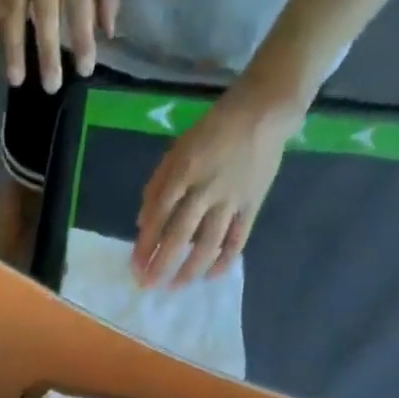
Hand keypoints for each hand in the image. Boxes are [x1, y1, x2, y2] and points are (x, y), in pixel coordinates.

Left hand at [133, 86, 303, 287]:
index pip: (158, 216)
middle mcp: (206, 189)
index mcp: (183, 172)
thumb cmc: (213, 130)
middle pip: (180, 235)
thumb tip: (141, 225)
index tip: (135, 267)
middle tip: (149, 285)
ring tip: (176, 287)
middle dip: (162, 264)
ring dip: (190, 269)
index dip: (145, 245)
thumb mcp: (177, 150)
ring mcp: (231, 199)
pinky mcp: (253, 204)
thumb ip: (157, 186)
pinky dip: (225, 260)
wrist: (264, 110)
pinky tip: (212, 276)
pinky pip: (238, 238)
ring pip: (209, 243)